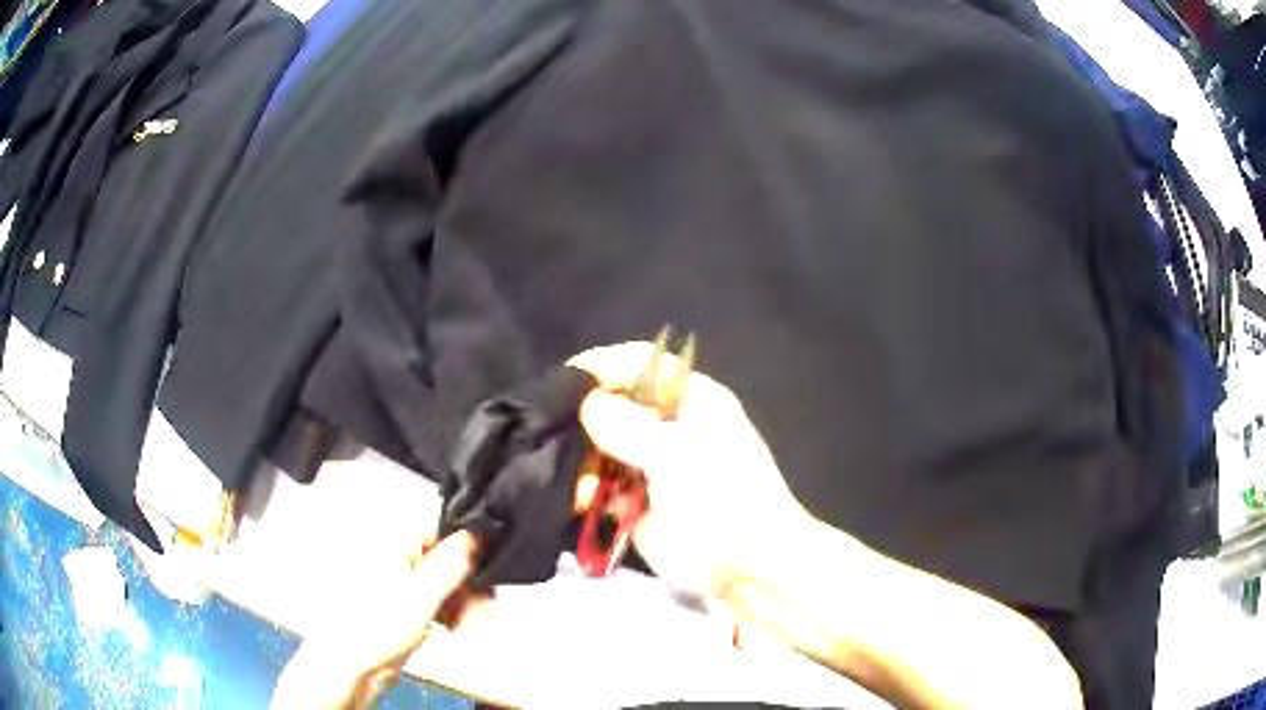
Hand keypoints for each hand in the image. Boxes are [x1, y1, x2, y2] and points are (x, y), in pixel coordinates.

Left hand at [270, 532, 481, 709]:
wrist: (353, 665)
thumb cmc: (371, 628)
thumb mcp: (421, 595)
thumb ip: (452, 563)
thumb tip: (477, 534)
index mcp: (393, 542)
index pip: (443, 533)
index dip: (469, 553)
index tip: (488, 574)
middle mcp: (397, 557)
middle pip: (448, 561)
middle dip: (470, 588)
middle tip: (484, 611)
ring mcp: (400, 581)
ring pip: (447, 584)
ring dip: (466, 604)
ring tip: (472, 627)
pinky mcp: (405, 604)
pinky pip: (439, 601)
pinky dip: (453, 613)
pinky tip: (459, 628)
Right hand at [568, 341, 812, 599]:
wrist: (744, 567)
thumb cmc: (721, 497)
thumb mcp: (675, 452)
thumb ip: (626, 424)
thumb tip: (585, 402)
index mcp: (691, 398)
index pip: (641, 363)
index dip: (604, 364)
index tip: (564, 379)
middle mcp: (668, 424)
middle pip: (614, 404)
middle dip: (583, 417)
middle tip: (550, 431)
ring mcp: (651, 464)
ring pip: (601, 447)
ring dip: (581, 460)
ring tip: (569, 478)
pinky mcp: (636, 501)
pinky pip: (600, 486)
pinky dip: (585, 492)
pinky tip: (578, 502)